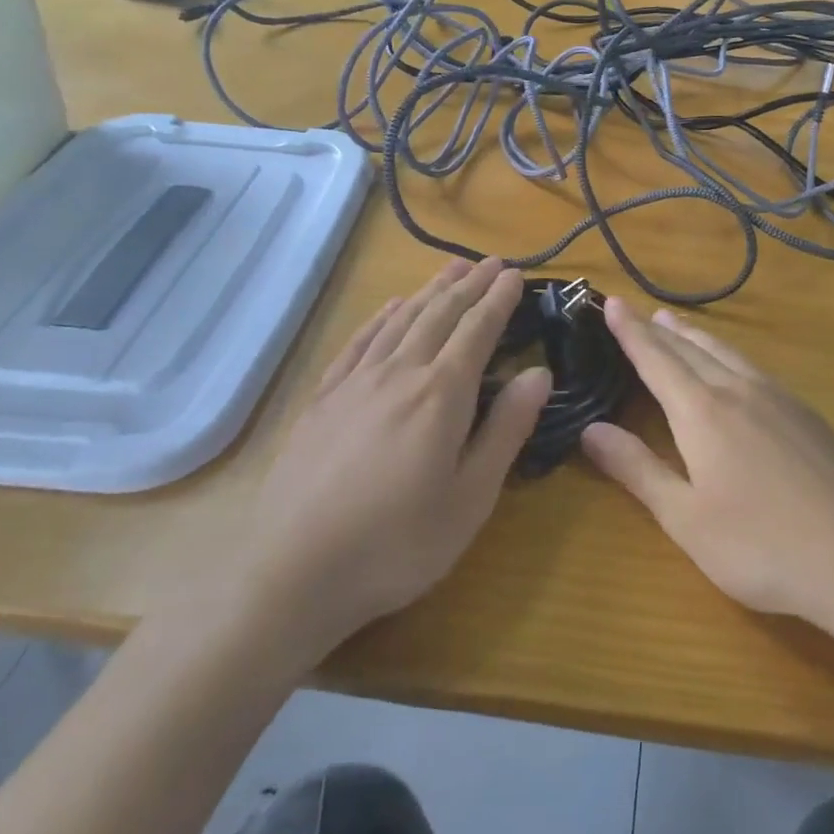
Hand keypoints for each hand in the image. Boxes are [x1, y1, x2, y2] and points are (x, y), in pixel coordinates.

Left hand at [236, 258, 550, 649]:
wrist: (294, 571)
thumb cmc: (398, 542)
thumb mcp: (471, 497)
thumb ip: (506, 429)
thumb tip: (539, 373)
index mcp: (442, 394)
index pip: (477, 330)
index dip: (498, 299)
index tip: (514, 274)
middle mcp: (400, 373)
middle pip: (440, 314)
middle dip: (469, 285)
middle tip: (490, 262)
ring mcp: (356, 383)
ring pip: (401, 321)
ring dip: (430, 290)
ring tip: (451, 268)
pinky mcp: (323, 399)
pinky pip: (359, 342)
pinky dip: (381, 318)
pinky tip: (390, 307)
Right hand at [582, 298, 833, 637]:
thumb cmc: (762, 546)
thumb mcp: (686, 519)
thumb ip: (638, 469)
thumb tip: (590, 430)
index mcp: (702, 411)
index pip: (656, 360)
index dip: (631, 332)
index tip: (611, 303)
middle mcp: (738, 390)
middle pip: (690, 349)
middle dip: (659, 330)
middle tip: (637, 310)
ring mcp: (778, 398)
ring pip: (727, 353)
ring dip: (695, 337)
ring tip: (676, 323)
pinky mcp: (806, 414)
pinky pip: (753, 367)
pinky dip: (728, 354)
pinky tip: (734, 367)